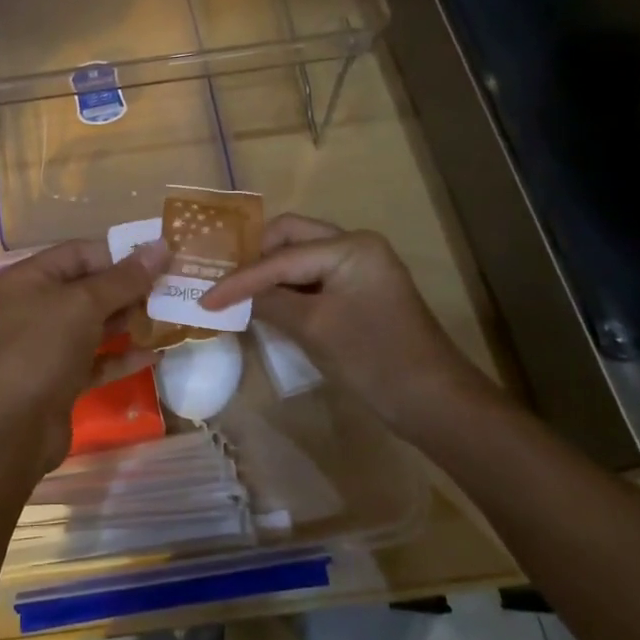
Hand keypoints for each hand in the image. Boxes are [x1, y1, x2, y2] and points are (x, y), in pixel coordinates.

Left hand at [0, 237, 168, 473]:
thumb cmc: (42, 349)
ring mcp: (47, 345)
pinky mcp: (60, 379)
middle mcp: (35, 307)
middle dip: (129, 289)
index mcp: (30, 279)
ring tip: (170, 316)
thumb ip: (124, 278)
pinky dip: (122, 356)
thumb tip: (161, 246)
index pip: (79, 253)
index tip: (159, 259)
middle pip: (88, 289)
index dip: (118, 254)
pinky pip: (96, 359)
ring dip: (130, 321)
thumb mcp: (84, 305)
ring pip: (94, 325)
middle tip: (172, 288)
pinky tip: (155, 354)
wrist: (12, 428)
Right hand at [199, 214, 497, 435]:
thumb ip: (269, 304)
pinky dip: (289, 287)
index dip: (240, 279)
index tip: (204, 298)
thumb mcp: (314, 329)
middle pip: (291, 237)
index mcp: (350, 246)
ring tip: (236, 290)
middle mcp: (356, 245)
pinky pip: (314, 277)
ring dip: (270, 272)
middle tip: (222, 279)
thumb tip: (234, 297)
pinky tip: (266, 303)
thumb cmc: (374, 359)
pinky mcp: (361, 291)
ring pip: (302, 256)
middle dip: (255, 257)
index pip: (281, 257)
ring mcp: (361, 267)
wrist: (435, 403)